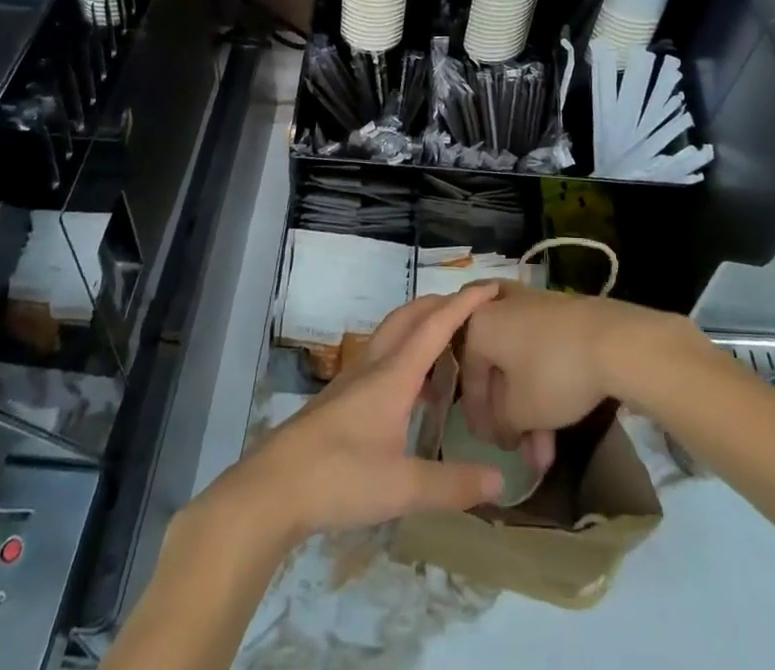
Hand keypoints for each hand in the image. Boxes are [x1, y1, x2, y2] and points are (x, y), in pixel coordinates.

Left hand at [207, 283, 507, 546]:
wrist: (273, 487)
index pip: (436, 325)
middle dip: (443, 304)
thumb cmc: (340, 478)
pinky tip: (415, 391)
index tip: (491, 287)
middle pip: (411, 316)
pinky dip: (407, 353)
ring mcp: (354, 378)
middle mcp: (375, 364)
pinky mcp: (341, 396)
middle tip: (474, 309)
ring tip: (451, 347)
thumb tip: (500, 480)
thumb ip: (453, 485)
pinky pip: (382, 356)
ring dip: (422, 326)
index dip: (465, 303)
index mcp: (394, 375)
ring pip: (394, 333)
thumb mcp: (403, 488)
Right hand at [459, 283, 691, 474]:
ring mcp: (533, 304)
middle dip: (508, 413)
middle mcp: (500, 306)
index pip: (468, 374)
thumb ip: (501, 422)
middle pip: (497, 366)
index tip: (488, 444)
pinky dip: (545, 384)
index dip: (477, 414)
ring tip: (545, 455)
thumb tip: (503, 426)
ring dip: (530, 408)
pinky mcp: (561, 310)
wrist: (612, 340)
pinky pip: (541, 350)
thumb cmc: (553, 373)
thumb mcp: (520, 411)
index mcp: (479, 323)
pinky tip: (559, 422)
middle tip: (516, 446)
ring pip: (521, 361)